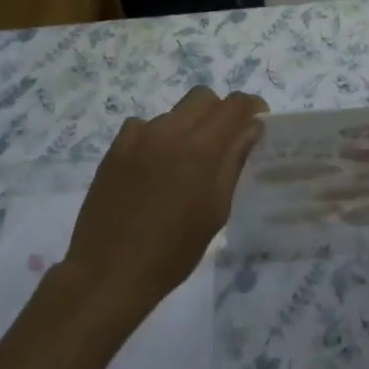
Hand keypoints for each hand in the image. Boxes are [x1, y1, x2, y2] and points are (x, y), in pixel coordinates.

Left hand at [62, 87, 266, 321]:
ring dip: (189, 126)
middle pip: (203, 97)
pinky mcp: (115, 147)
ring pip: (174, 112)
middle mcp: (169, 131)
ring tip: (186, 162)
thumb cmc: (173, 251)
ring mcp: (138, 136)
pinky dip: (158, 137)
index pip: (234, 105)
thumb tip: (251, 129)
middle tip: (225, 140)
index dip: (251, 106)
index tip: (258, 120)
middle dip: (220, 110)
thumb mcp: (216, 211)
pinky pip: (144, 127)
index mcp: (201, 148)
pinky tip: (155, 168)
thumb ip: (234, 162)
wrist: (109, 271)